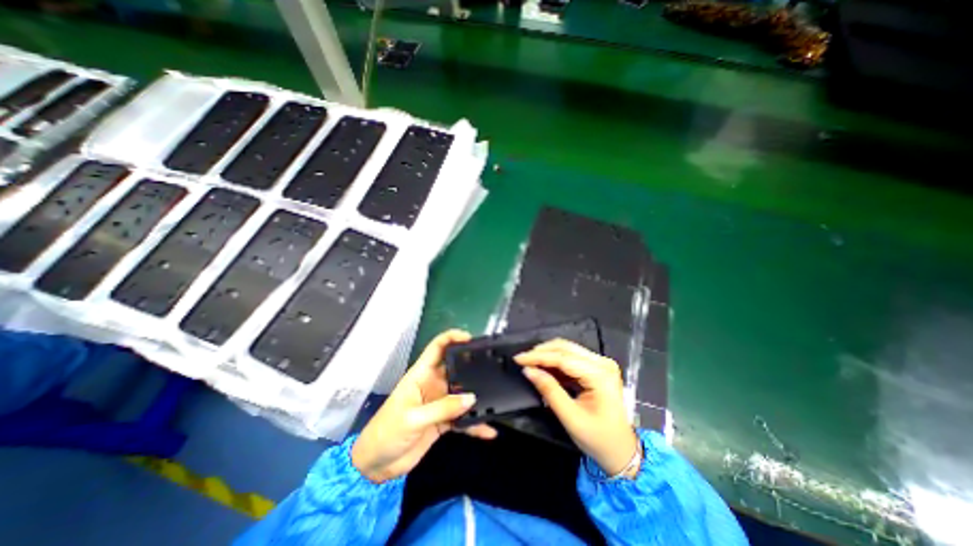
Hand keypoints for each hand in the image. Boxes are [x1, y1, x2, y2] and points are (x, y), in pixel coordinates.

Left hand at [350, 328, 497, 482]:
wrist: (376, 466)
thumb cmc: (386, 432)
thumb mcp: (413, 418)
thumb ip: (443, 408)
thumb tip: (472, 398)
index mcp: (421, 374)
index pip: (437, 347)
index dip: (452, 337)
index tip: (470, 338)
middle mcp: (433, 384)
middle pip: (455, 368)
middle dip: (472, 365)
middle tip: (492, 366)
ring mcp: (439, 402)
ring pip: (462, 393)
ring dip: (476, 396)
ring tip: (496, 397)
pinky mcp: (444, 421)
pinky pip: (463, 418)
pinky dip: (474, 423)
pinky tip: (488, 429)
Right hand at [512, 340, 642, 475]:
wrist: (622, 451)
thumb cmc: (599, 439)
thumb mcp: (571, 417)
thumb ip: (549, 391)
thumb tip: (528, 371)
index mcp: (600, 375)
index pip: (563, 358)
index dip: (538, 356)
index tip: (518, 358)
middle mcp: (602, 363)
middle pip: (566, 348)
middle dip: (541, 352)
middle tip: (522, 359)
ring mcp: (601, 363)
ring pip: (568, 350)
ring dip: (547, 354)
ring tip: (530, 362)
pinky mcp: (597, 367)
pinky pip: (572, 358)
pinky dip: (556, 361)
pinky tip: (544, 367)